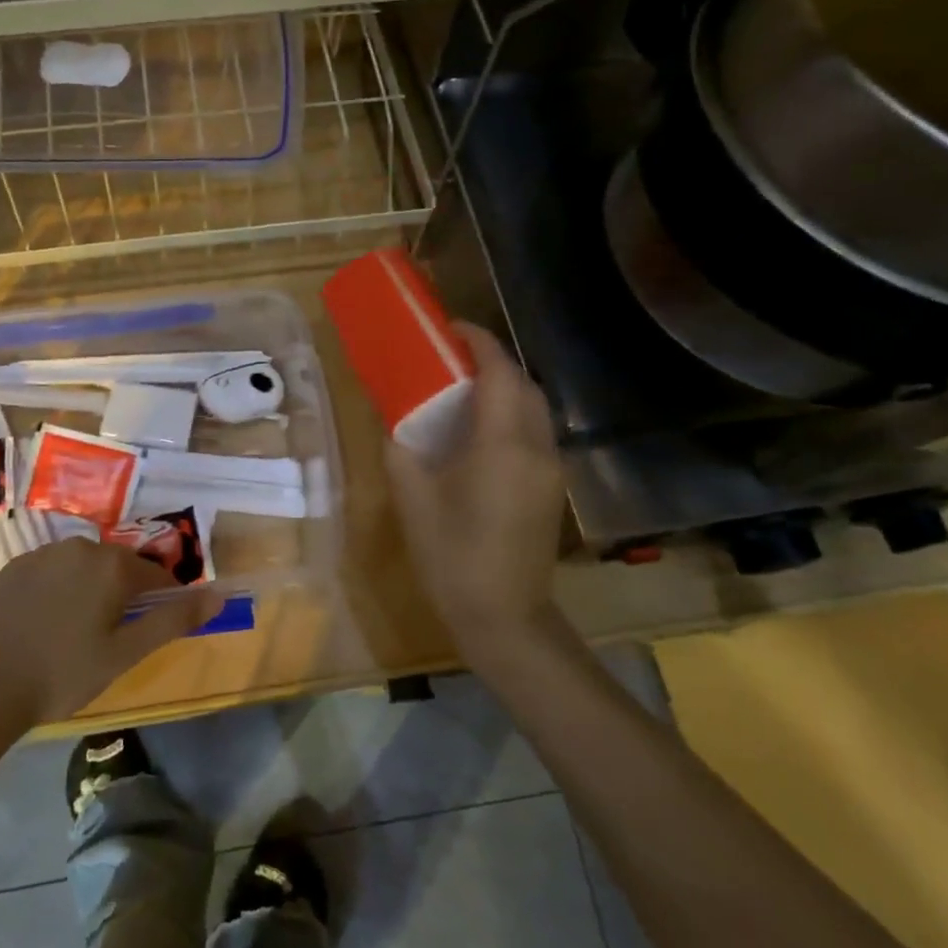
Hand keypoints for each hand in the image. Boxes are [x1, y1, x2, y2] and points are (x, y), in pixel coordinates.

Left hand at [0, 540, 224, 728]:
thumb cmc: (62, 674)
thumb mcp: (125, 653)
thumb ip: (173, 620)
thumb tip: (219, 596)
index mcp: (113, 565)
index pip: (156, 576)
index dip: (161, 602)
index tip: (148, 632)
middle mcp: (81, 546)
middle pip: (120, 567)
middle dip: (123, 596)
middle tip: (110, 639)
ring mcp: (44, 553)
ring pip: (85, 568)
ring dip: (91, 591)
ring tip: (75, 634)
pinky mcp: (15, 566)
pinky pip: (53, 571)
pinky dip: (59, 590)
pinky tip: (44, 625)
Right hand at [386, 323, 565, 667]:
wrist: (504, 618)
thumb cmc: (451, 556)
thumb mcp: (412, 497)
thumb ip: (401, 448)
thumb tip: (397, 419)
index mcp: (502, 443)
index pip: (499, 371)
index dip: (478, 341)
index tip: (449, 328)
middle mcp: (536, 446)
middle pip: (522, 383)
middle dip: (491, 361)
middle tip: (450, 360)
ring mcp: (550, 468)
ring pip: (534, 407)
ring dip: (504, 388)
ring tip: (462, 391)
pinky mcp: (551, 487)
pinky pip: (534, 432)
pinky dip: (511, 415)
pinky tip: (480, 434)